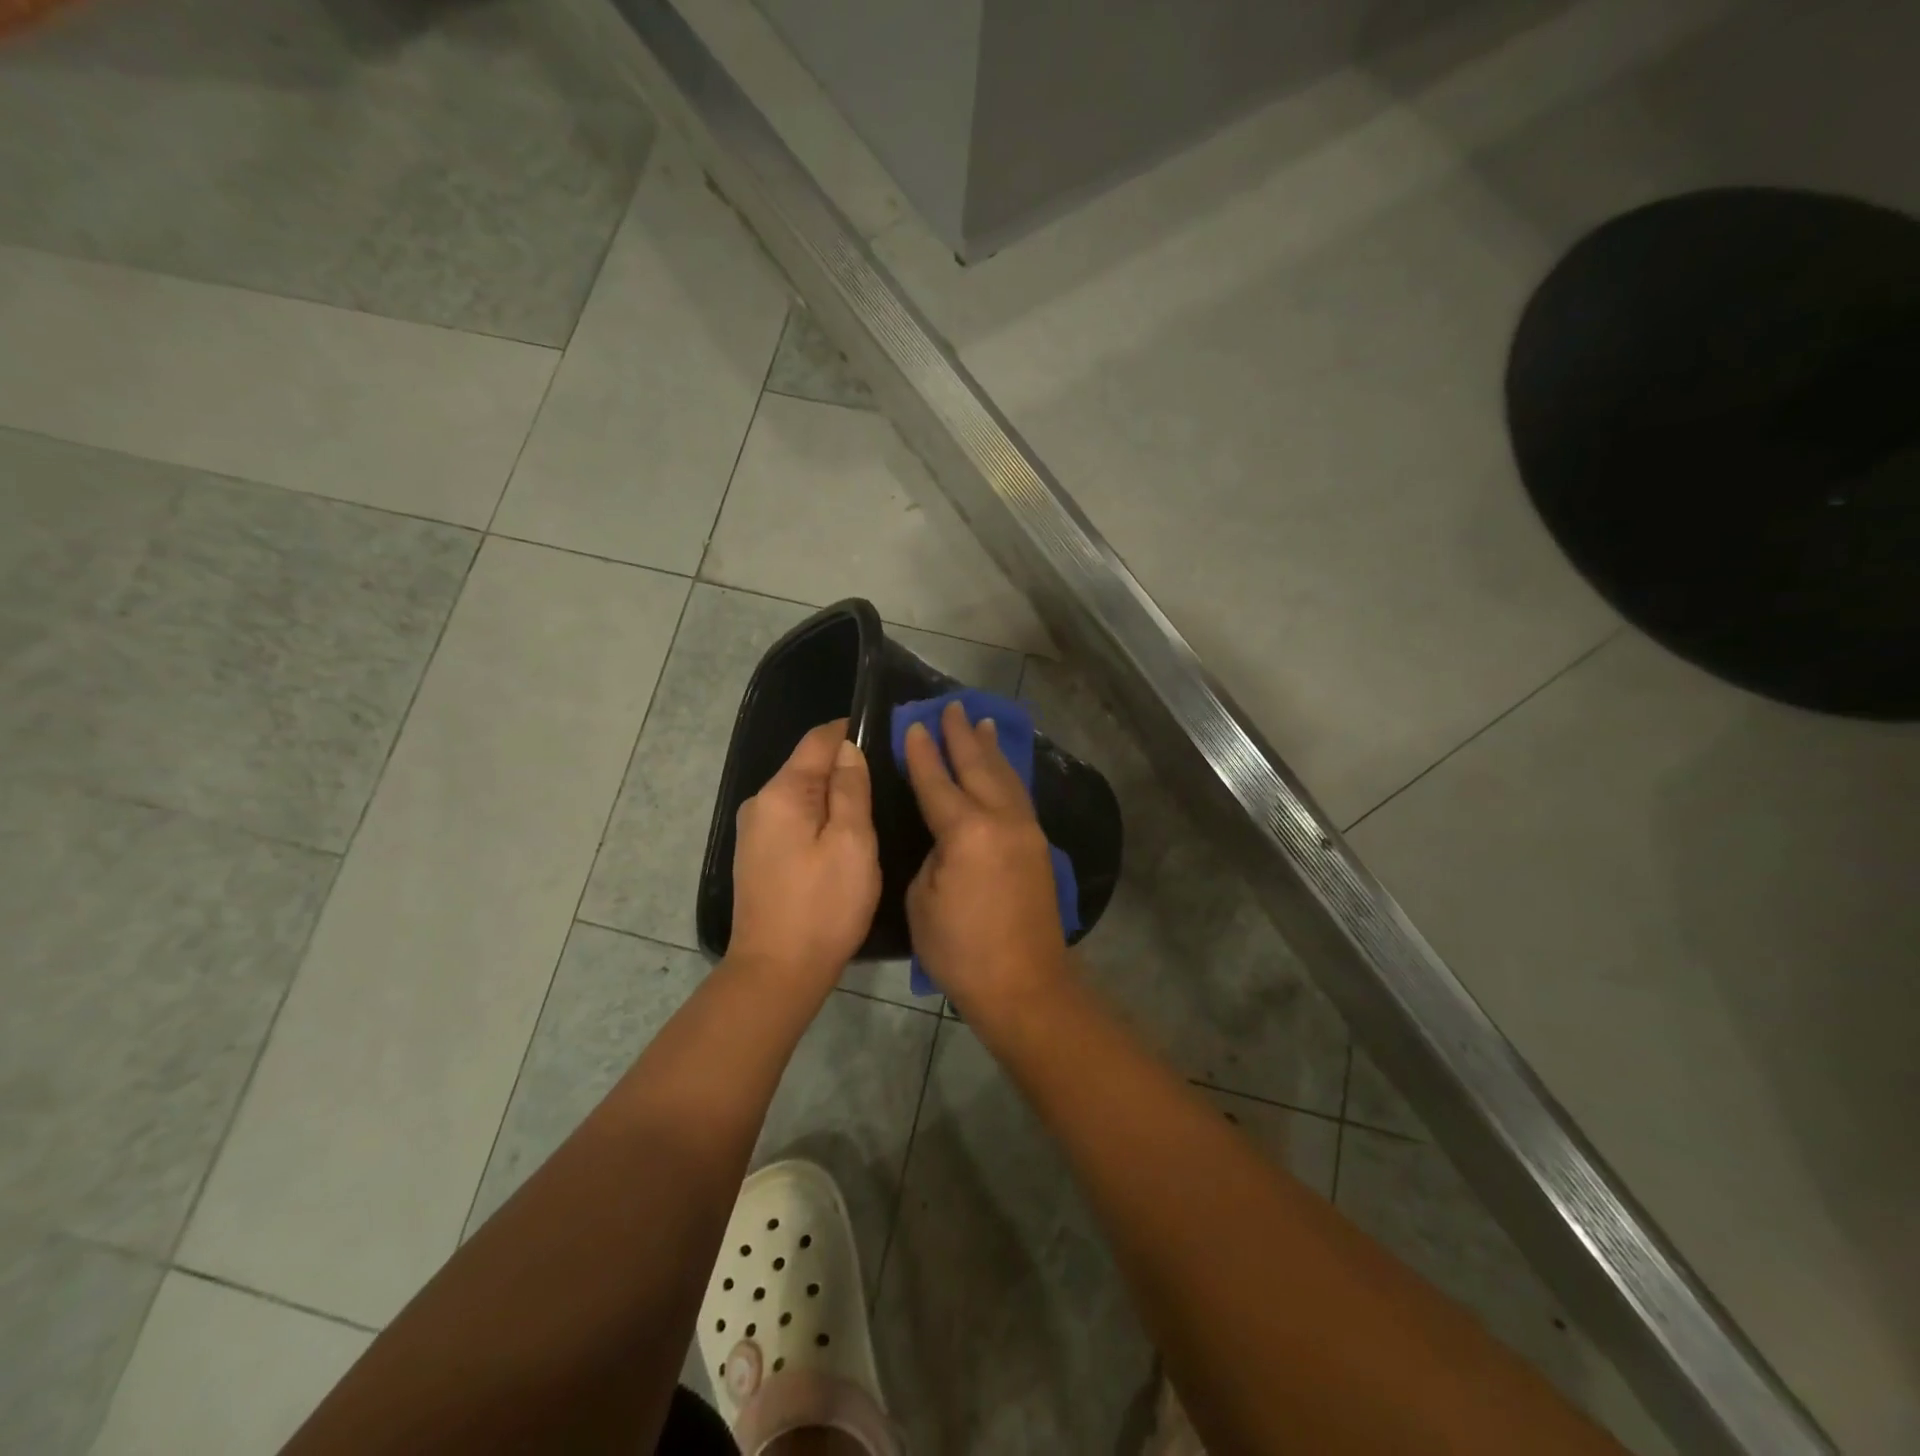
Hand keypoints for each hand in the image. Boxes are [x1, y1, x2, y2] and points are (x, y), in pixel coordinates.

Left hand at [729, 719, 880, 991]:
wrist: (777, 972)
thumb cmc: (823, 906)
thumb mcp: (853, 842)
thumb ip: (851, 788)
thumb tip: (848, 747)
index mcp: (783, 792)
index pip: (818, 739)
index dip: (852, 731)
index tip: (889, 737)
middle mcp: (761, 803)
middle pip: (808, 766)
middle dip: (846, 766)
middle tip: (891, 779)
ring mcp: (755, 831)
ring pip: (803, 795)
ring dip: (835, 795)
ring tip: (875, 807)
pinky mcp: (759, 856)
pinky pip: (795, 819)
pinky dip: (821, 819)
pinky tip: (845, 838)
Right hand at [901, 700, 1070, 1019]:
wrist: (1025, 984)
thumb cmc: (961, 950)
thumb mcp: (922, 900)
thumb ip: (932, 856)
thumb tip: (945, 839)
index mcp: (966, 831)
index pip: (937, 781)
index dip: (922, 752)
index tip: (913, 724)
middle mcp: (1001, 820)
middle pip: (978, 766)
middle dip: (961, 735)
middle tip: (950, 706)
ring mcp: (1026, 831)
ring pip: (1005, 777)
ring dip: (991, 749)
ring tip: (982, 722)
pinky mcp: (1039, 847)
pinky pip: (1019, 797)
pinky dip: (1008, 775)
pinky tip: (1004, 768)